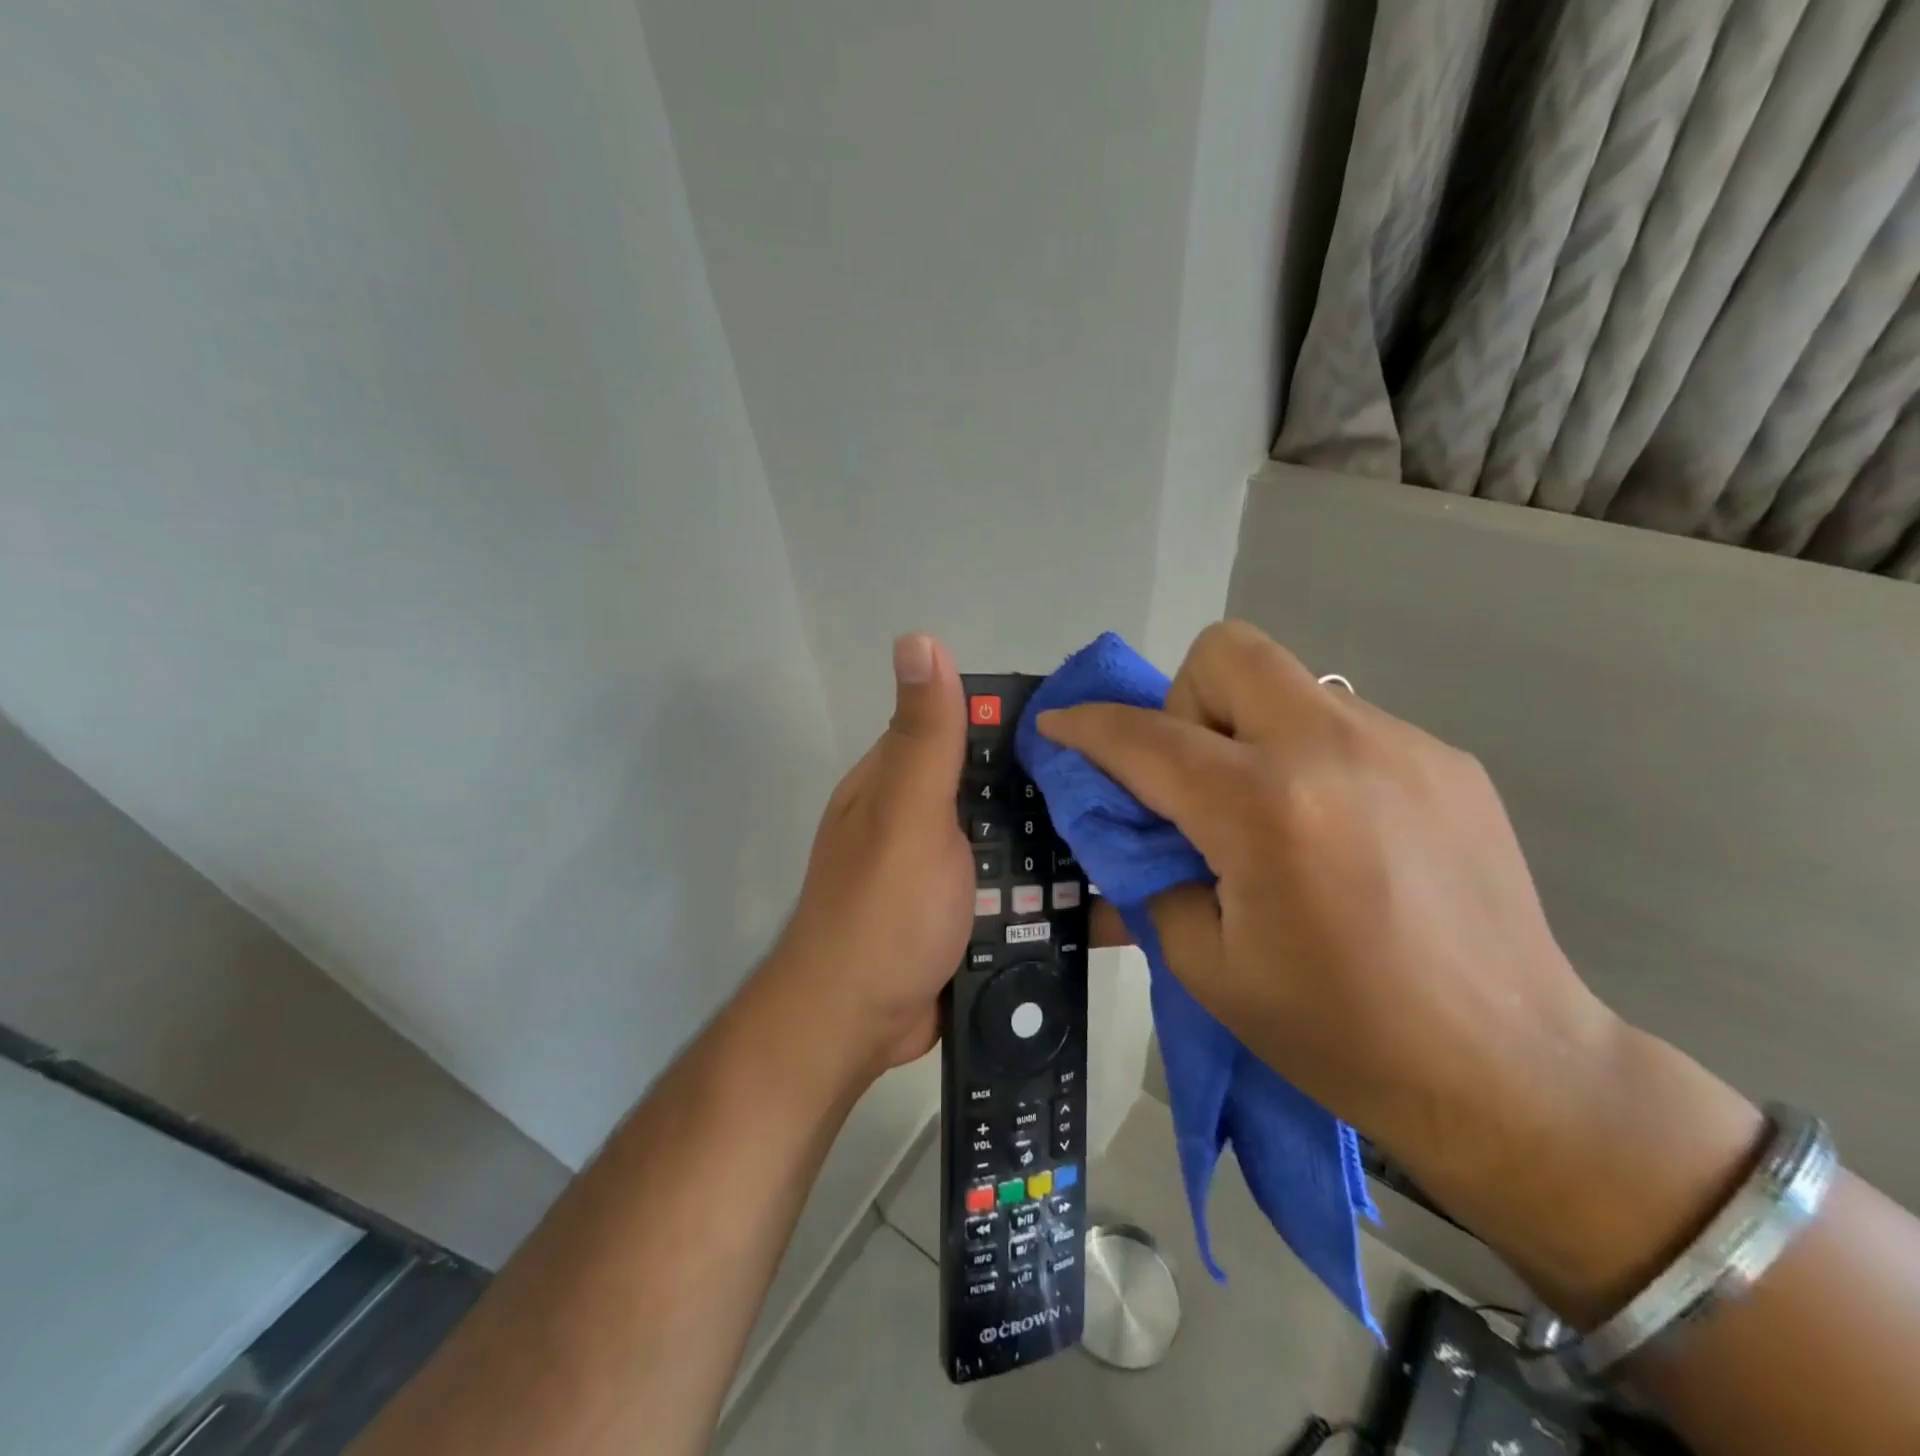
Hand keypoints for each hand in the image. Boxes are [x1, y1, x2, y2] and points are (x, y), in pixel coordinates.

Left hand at [762, 634, 1131, 1080]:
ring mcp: (951, 870)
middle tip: (1143, 793)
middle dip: (1062, 794)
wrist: (856, 1026)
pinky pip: (1025, 895)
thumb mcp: (906, 813)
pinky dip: (1061, 895)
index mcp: (904, 779)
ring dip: (1070, 848)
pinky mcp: (972, 917)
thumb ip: (924, 736)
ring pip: (1021, 844)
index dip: (1030, 723)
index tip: (1103, 724)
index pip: (972, 728)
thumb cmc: (883, 911)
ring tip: (1149, 841)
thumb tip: (918, 637)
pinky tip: (1119, 895)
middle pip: (1006, 791)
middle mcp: (927, 816)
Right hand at [1035, 621, 1621, 1191]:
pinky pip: (1343, 723)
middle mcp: (1332, 749)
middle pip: (1227, 652)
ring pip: (1287, 684)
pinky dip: (1309, 757)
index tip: (1057, 726)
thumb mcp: (1204, 963)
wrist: (1511, 1072)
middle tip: (1195, 781)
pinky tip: (1337, 834)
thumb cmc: (1338, 1033)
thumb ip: (1146, 871)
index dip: (1086, 728)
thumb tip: (1119, 821)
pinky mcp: (1446, 760)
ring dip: (1250, 732)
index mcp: (1263, 809)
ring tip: (1271, 818)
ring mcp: (1401, 745)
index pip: (1144, 738)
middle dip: (1184, 702)